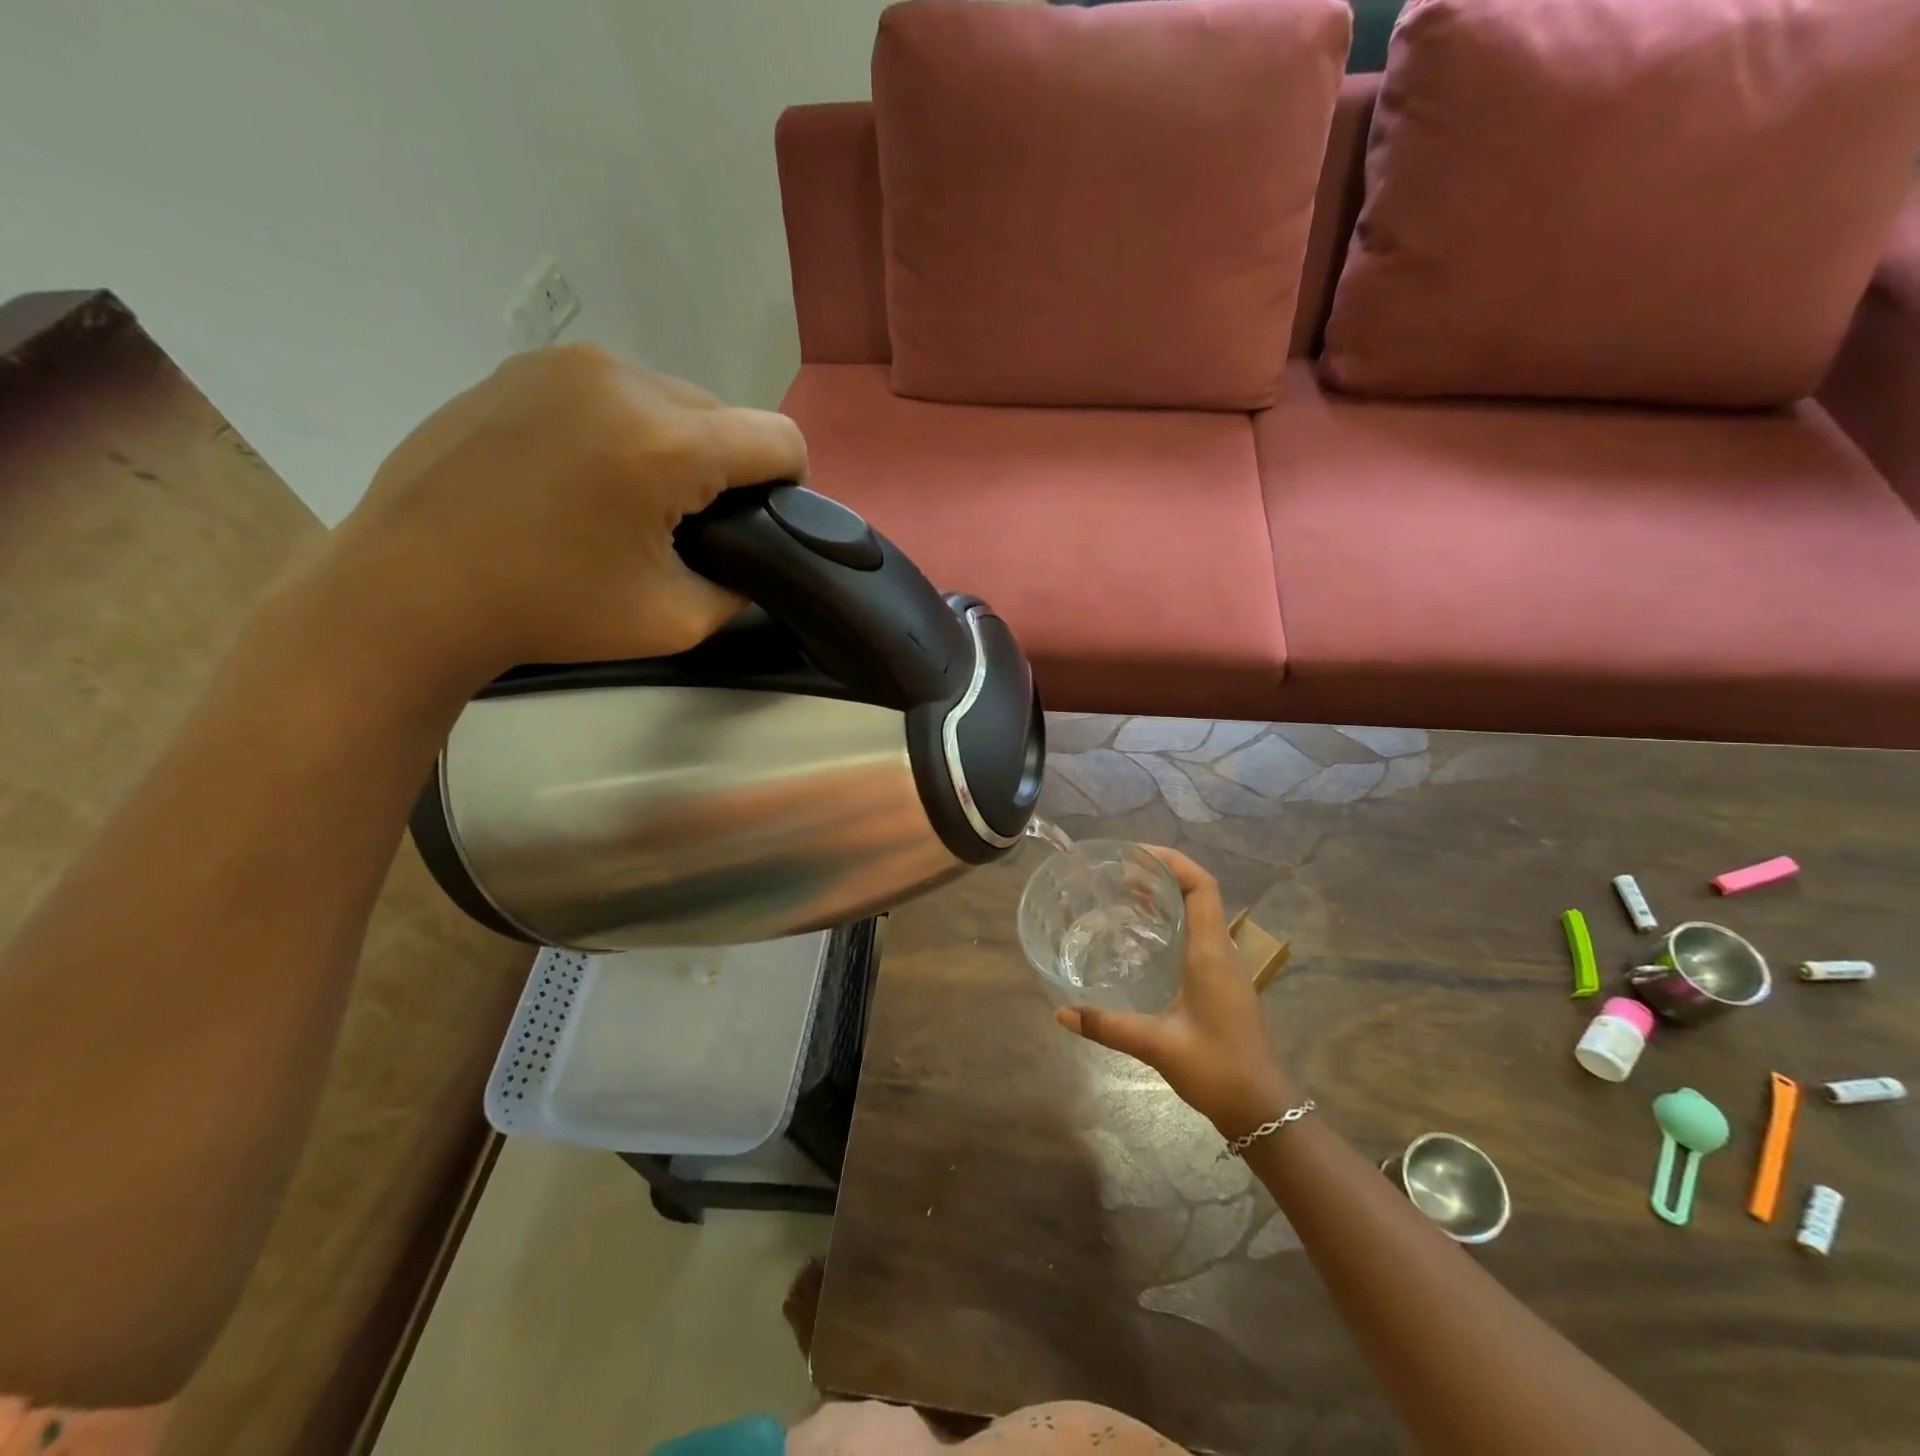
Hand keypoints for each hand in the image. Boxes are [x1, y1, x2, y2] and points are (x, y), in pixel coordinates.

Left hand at [320, 344, 807, 683]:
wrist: (410, 588)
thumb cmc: (551, 611)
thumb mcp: (677, 620)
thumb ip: (740, 586)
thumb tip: (752, 560)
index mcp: (667, 442)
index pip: (779, 437)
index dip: (791, 483)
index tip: (764, 524)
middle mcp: (623, 378)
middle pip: (723, 415)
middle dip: (725, 468)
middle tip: (687, 526)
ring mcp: (564, 364)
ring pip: (666, 399)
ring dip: (673, 446)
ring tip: (628, 501)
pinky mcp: (520, 369)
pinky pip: (608, 393)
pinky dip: (619, 431)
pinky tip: (578, 479)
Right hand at [1056, 847, 1298, 1136]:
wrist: (1262, 1109)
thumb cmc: (1217, 1069)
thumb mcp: (1158, 1045)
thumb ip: (1109, 1026)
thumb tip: (1061, 1013)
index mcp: (1210, 953)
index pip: (1201, 887)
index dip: (1173, 862)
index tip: (1137, 854)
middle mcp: (1221, 952)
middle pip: (1200, 894)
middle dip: (1164, 875)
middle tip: (1122, 872)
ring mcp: (1225, 968)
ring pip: (1200, 915)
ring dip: (1169, 898)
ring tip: (1129, 894)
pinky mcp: (1222, 984)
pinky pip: (1199, 936)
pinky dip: (1174, 923)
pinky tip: (1146, 939)